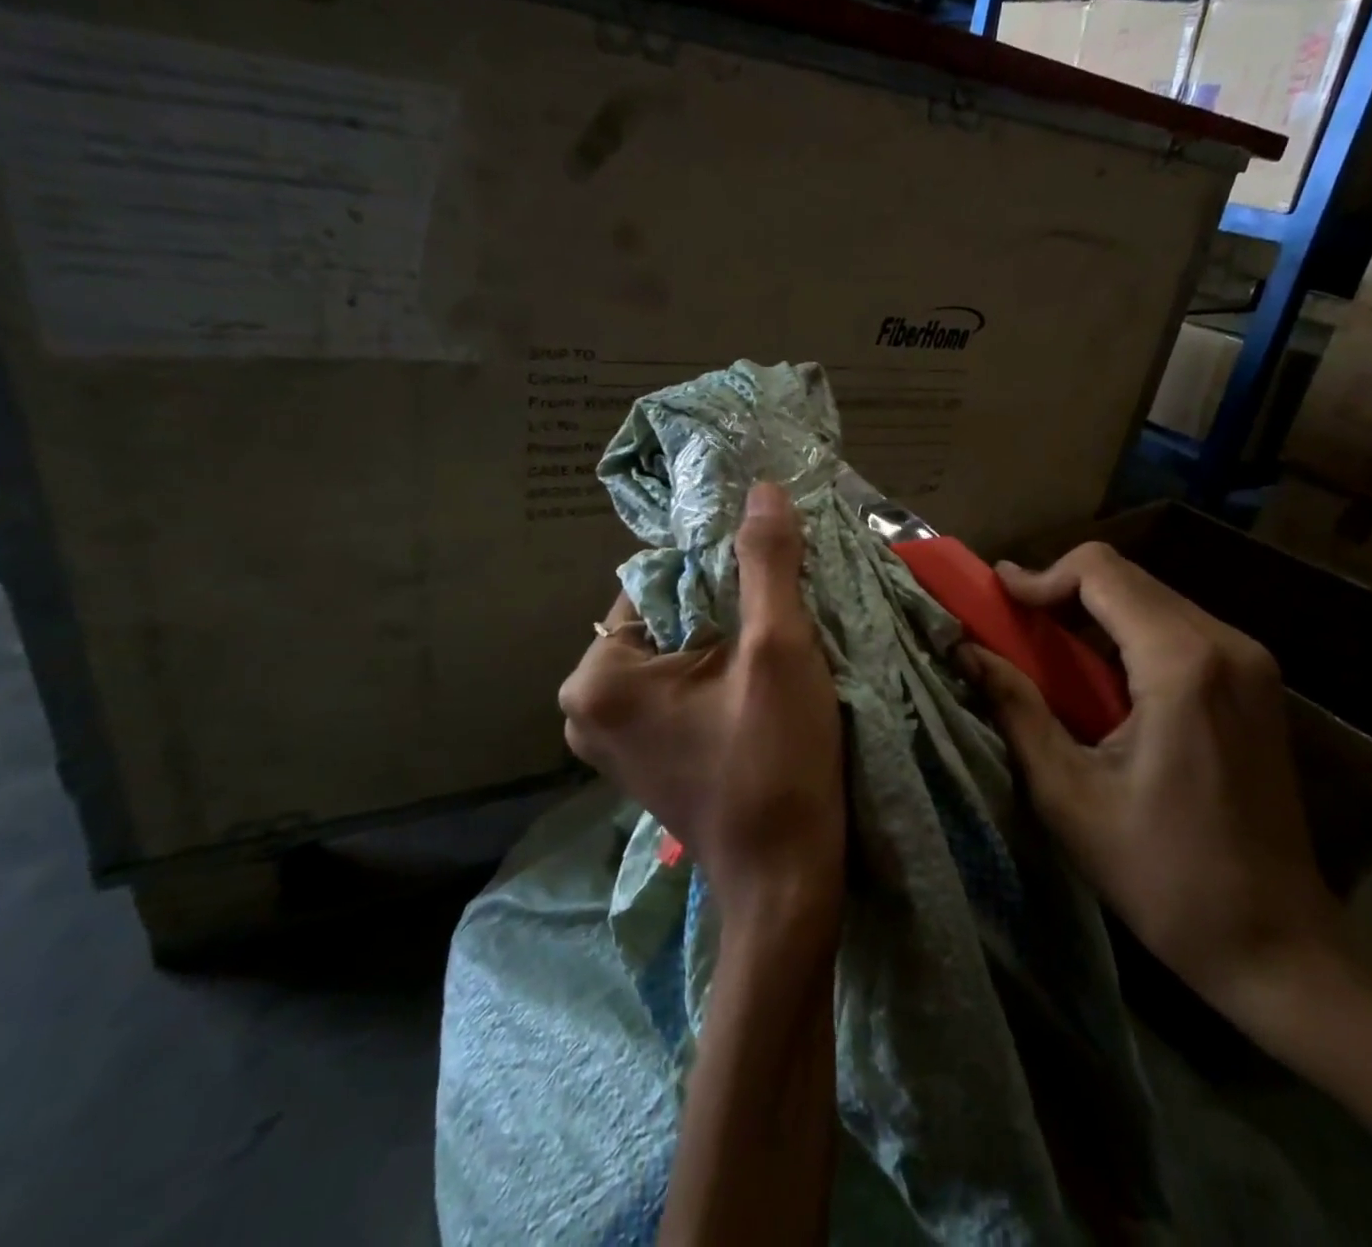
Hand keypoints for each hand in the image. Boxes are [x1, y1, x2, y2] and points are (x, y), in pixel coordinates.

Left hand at [558, 483, 844, 929]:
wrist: (787, 881)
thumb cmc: (777, 763)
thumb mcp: (778, 650)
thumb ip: (767, 562)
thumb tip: (762, 489)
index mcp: (597, 675)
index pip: (658, 579)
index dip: (720, 567)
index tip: (773, 575)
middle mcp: (584, 704)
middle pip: (665, 614)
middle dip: (725, 603)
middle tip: (783, 610)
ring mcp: (609, 736)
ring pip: (676, 649)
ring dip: (726, 636)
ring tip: (779, 644)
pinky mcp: (641, 753)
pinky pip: (677, 684)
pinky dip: (716, 670)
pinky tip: (760, 681)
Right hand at [958, 542, 1339, 1029]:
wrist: (1277, 943)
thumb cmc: (1163, 875)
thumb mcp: (1068, 794)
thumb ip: (1015, 708)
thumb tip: (965, 650)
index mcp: (1181, 664)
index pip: (1101, 571)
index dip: (1041, 575)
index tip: (998, 599)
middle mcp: (1226, 644)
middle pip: (1127, 578)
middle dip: (1062, 592)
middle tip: (1012, 626)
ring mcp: (1251, 661)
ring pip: (1153, 598)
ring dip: (1094, 612)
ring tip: (1046, 653)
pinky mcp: (1256, 682)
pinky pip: (1179, 628)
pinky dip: (1128, 634)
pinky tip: (1101, 678)